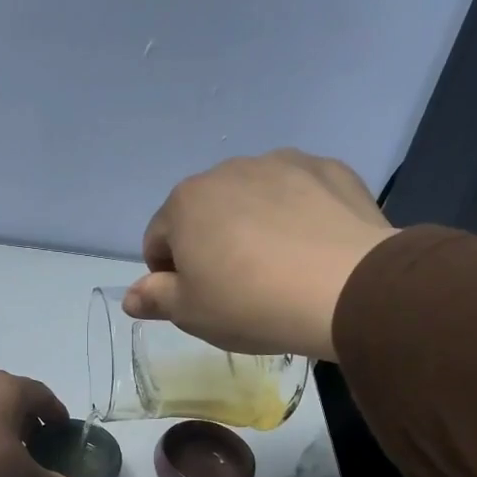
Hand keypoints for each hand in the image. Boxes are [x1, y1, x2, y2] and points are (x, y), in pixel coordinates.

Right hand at [124, 149, 396, 360]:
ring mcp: (282, 163)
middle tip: (236, 288)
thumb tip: (130, 296)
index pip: (158, 239)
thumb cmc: (250, 304)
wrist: (346, 289)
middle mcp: (228, 171)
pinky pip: (299, 194)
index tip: (193, 300)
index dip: (168, 274)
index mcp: (185, 203)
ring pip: (252, 199)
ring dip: (252, 226)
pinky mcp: (329, 169)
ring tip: (278, 268)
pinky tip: (311, 250)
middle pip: (205, 213)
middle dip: (211, 244)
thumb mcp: (191, 313)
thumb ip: (155, 298)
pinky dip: (296, 216)